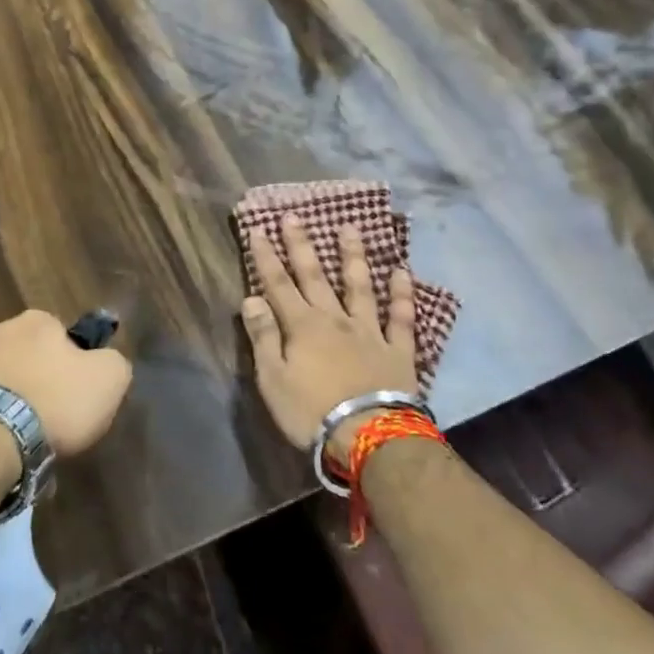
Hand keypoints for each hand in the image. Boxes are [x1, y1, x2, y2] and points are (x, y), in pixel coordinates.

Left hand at [0, 310, 132, 457]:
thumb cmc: (56, 400)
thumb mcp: (110, 378)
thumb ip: (114, 362)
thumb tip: (106, 362)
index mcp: (38, 319)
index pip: (64, 335)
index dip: (76, 364)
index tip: (80, 392)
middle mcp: (0, 330)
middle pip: (32, 355)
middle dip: (43, 379)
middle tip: (57, 415)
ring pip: (7, 379)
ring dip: (17, 400)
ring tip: (30, 437)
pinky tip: (7, 444)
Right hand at [241, 217, 416, 458]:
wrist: (370, 437)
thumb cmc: (311, 412)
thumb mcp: (273, 379)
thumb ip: (263, 336)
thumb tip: (251, 298)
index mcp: (302, 326)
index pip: (278, 284)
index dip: (266, 257)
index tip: (258, 229)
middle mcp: (334, 319)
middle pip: (315, 276)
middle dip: (302, 245)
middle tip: (294, 216)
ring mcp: (369, 331)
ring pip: (360, 286)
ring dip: (353, 256)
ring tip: (350, 228)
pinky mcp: (398, 350)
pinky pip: (401, 318)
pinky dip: (402, 295)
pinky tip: (402, 272)